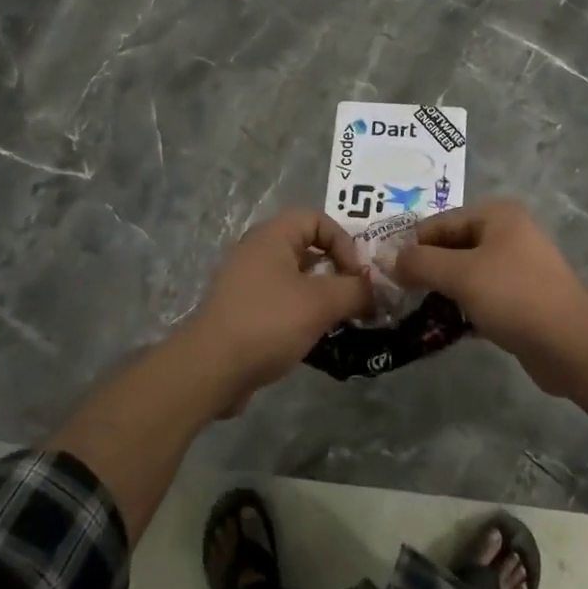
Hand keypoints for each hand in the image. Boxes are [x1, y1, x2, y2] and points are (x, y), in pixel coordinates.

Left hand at [180, 209, 372, 410]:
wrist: (211, 369)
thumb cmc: (269, 322)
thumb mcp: (322, 302)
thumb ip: (356, 290)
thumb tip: (376, 290)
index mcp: (272, 236)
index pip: (318, 219)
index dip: (344, 241)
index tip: (357, 274)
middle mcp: (257, 251)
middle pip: (308, 247)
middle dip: (337, 270)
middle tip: (356, 296)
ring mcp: (247, 281)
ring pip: (296, 277)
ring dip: (323, 294)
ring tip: (342, 319)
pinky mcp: (243, 310)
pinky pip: (282, 300)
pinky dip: (302, 312)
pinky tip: (316, 336)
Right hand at [391, 201, 587, 395]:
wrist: (572, 345)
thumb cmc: (515, 297)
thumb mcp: (461, 275)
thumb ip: (420, 263)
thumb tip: (388, 259)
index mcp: (496, 216)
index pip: (438, 223)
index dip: (409, 246)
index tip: (382, 273)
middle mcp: (506, 235)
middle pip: (450, 248)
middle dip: (423, 271)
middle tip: (393, 295)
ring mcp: (514, 269)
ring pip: (463, 275)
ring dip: (439, 293)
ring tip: (409, 313)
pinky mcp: (517, 301)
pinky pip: (478, 298)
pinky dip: (458, 310)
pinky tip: (437, 328)